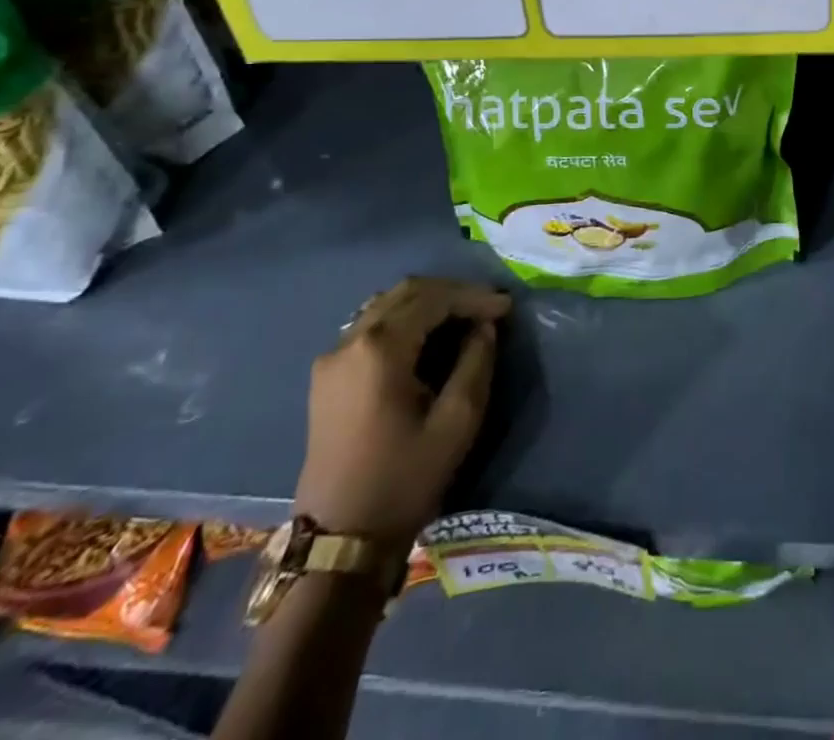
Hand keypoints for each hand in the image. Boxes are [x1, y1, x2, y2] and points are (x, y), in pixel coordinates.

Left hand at [294, 277, 511, 548]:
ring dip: (428, 304)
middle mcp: (349, 341)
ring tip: (463, 319)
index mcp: (380, 348)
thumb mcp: (457, 421)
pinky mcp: (327, 377)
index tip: (506, 308)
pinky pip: (371, 327)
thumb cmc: (404, 480)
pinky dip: (405, 321)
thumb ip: (476, 361)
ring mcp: (332, 358)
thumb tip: (483, 327)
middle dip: (452, 294)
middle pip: (407, 292)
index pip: (434, 298)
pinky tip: (428, 339)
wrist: (340, 541)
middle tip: (487, 308)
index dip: (474, 297)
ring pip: (386, 305)